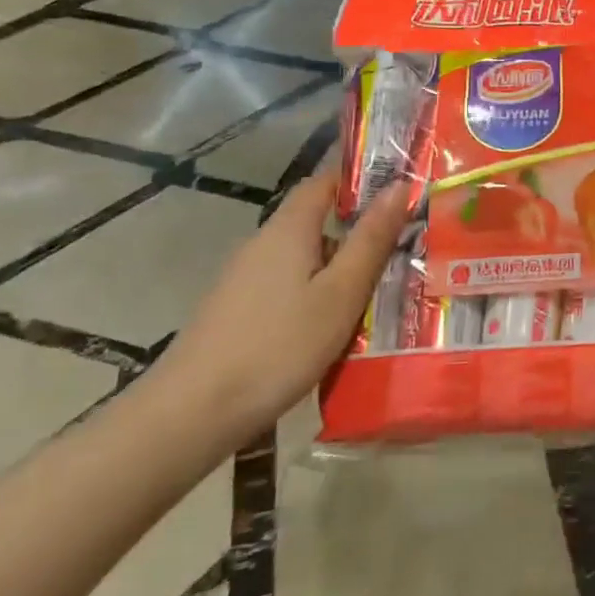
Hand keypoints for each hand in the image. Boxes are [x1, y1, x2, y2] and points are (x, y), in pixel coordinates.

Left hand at [153, 172, 411, 448]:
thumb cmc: (278, 345)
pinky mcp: (237, 311)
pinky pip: (289, 287)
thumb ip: (371, 239)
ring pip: (305, 260)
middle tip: (403, 252)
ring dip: (340, 270)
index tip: (400, 195)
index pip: (324, 182)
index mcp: (288, 229)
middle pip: (317, 223)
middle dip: (359, 233)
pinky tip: (335, 329)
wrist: (191, 414)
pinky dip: (317, 295)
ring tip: (380, 295)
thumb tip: (399, 185)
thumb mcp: (340, 293)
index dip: (361, 181)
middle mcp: (262, 244)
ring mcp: (244, 279)